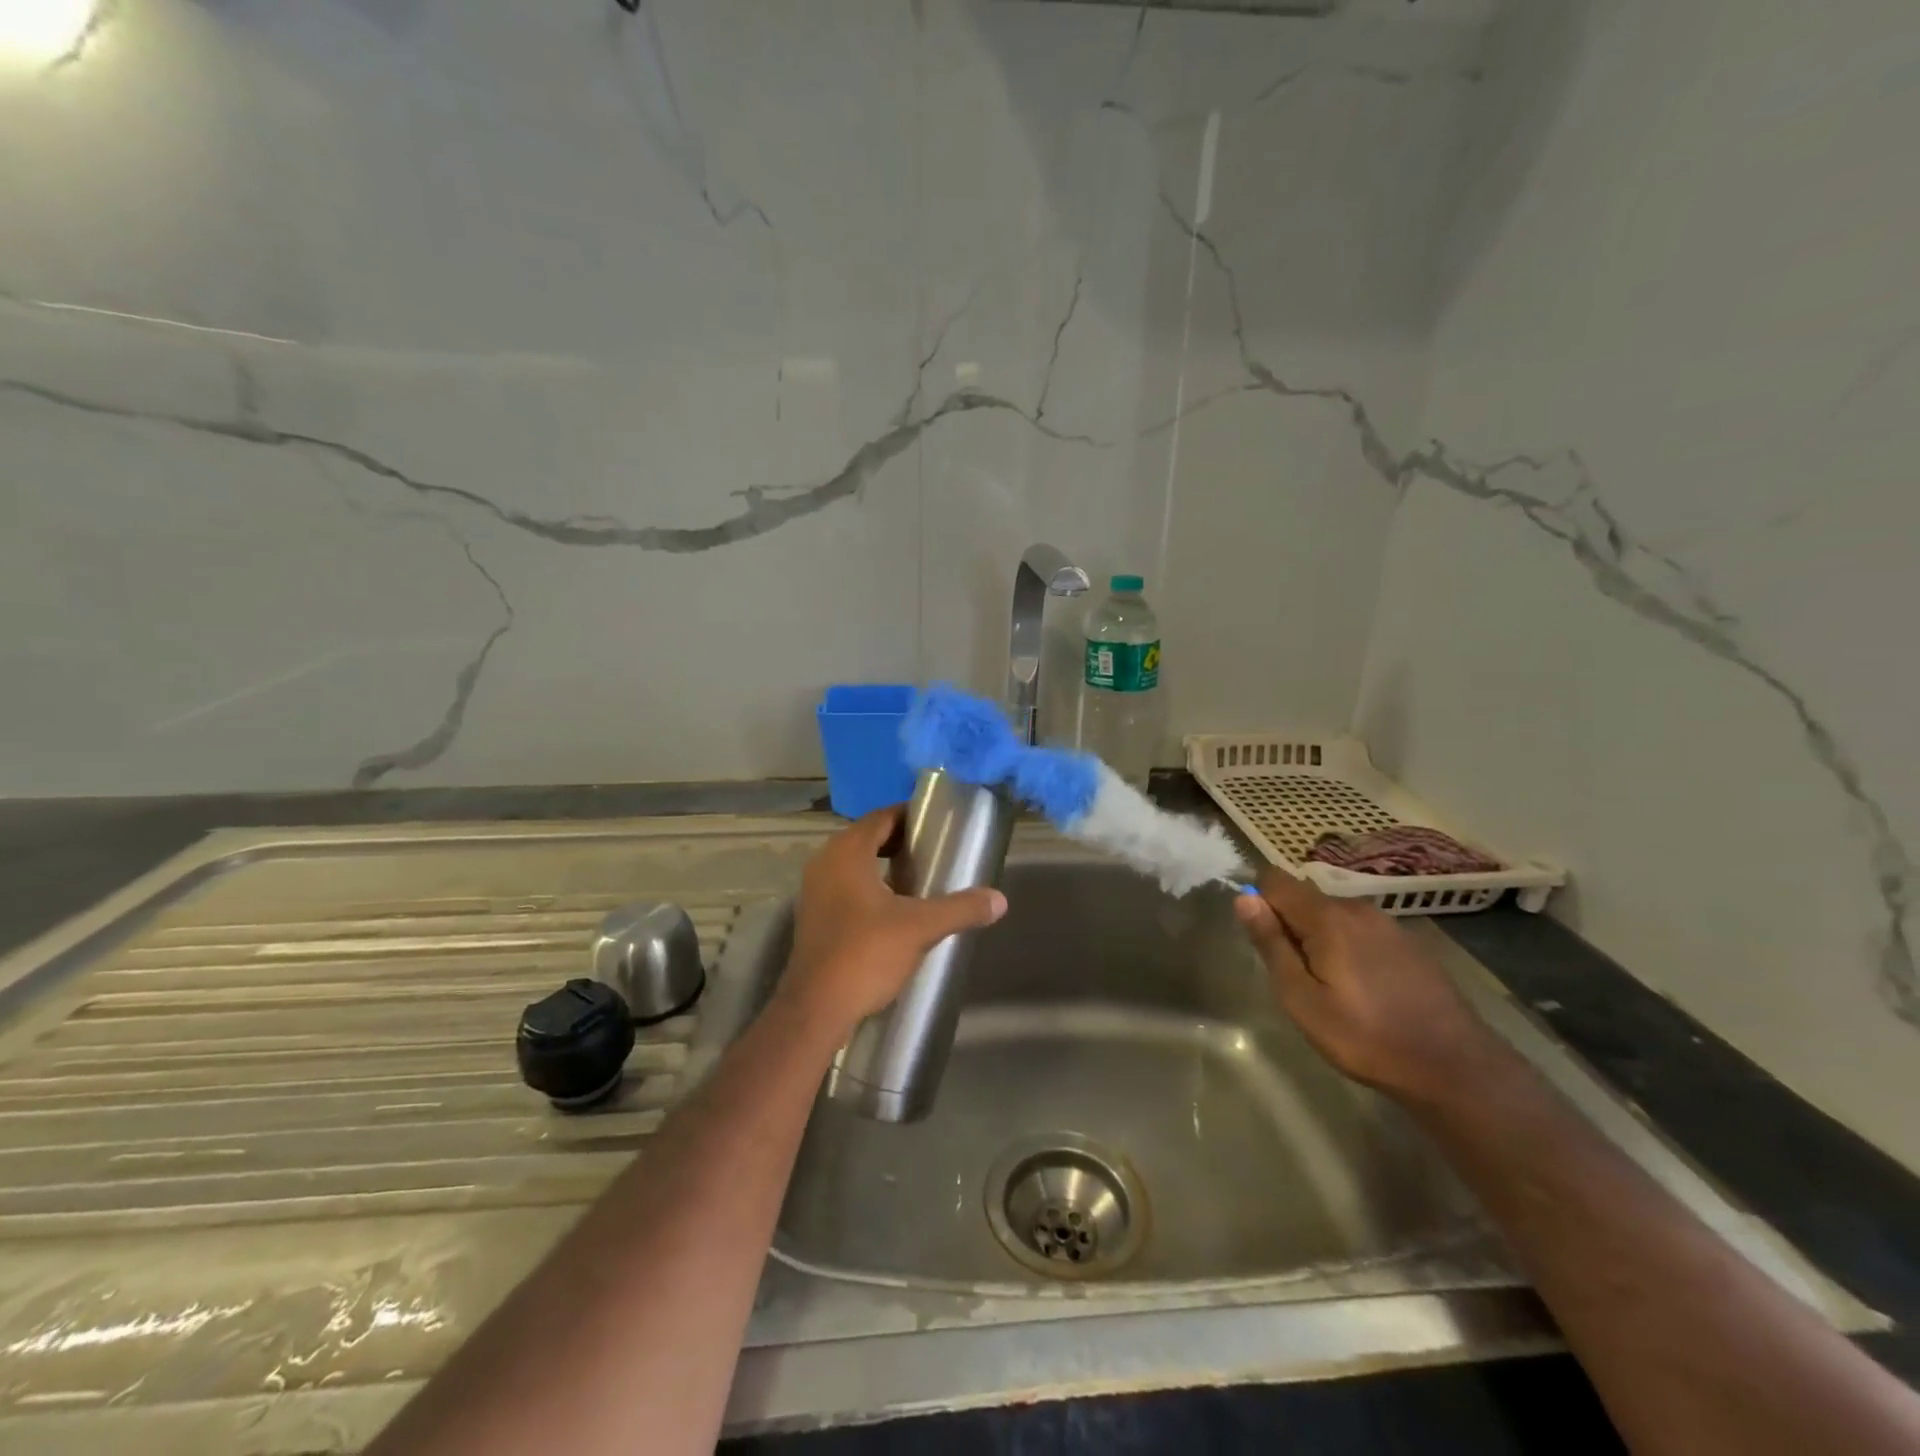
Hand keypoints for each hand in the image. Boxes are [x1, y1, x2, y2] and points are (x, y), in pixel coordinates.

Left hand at [777, 804, 1007, 1035]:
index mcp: (847, 852)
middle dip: (899, 841)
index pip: (880, 817)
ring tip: (919, 878)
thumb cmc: (865, 954)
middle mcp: (825, 863)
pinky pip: (844, 887)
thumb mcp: (920, 928)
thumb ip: (960, 909)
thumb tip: (1000, 899)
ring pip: (853, 864)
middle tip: (933, 851)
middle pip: (866, 838)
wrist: (816, 1009)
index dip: (908, 815)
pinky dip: (868, 887)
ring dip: (883, 865)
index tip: (936, 823)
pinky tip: (893, 909)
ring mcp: (814, 891)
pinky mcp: (813, 917)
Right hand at [1233, 869, 1502, 1104]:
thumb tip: (1244, 899)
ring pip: (1334, 916)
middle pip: (1305, 899)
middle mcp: (1357, 908)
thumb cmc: (1364, 1036)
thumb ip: (1271, 944)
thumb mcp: (1301, 998)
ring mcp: (1388, 924)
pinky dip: (1349, 948)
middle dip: (1290, 926)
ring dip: (1320, 938)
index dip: (1259, 902)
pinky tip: (1364, 989)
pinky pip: (1361, 931)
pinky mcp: (1409, 943)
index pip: (1275, 880)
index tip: (1264, 942)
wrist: (1454, 1067)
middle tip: (1297, 978)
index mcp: (1327, 917)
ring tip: (1330, 988)